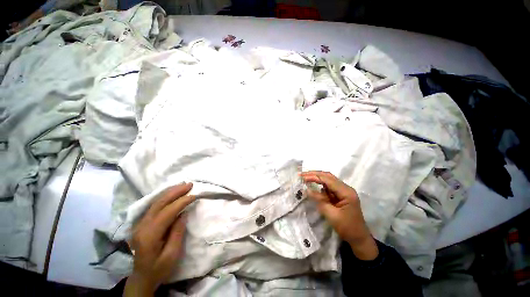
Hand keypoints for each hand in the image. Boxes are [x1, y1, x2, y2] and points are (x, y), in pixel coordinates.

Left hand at [124, 183, 195, 296]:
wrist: (142, 277)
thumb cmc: (159, 268)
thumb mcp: (172, 254)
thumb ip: (177, 232)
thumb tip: (184, 213)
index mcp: (149, 235)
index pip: (167, 212)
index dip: (182, 202)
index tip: (195, 195)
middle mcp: (142, 226)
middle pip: (159, 203)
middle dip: (175, 192)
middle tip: (190, 184)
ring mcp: (140, 224)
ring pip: (155, 202)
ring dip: (170, 192)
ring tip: (183, 185)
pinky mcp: (142, 223)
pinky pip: (154, 205)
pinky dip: (165, 197)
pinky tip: (172, 193)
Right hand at [301, 171, 377, 259]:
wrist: (359, 238)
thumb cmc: (347, 228)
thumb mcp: (331, 215)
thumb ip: (319, 200)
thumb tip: (307, 190)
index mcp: (346, 192)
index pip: (328, 180)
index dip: (314, 177)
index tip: (302, 178)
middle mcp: (346, 188)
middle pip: (328, 176)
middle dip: (314, 174)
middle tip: (302, 174)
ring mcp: (343, 191)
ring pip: (328, 180)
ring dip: (317, 178)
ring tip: (305, 178)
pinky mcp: (340, 195)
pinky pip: (329, 187)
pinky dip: (320, 185)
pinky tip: (313, 185)